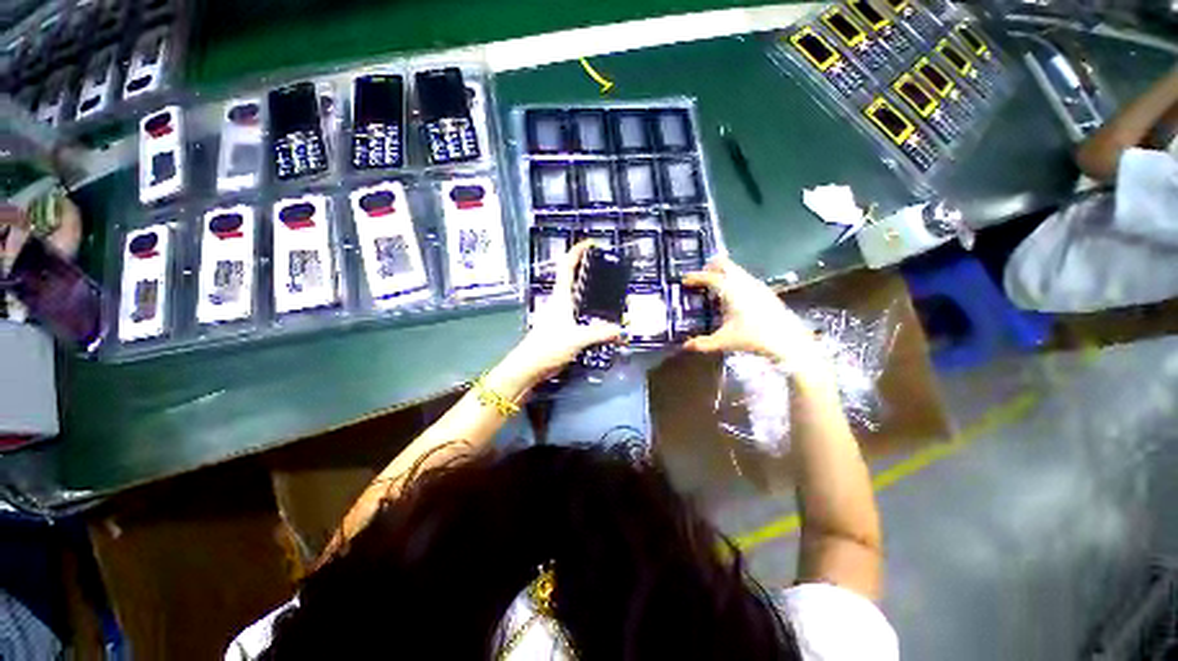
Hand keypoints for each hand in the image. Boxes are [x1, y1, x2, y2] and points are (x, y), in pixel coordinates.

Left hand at [499, 241, 622, 388]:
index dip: (578, 251)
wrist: (529, 366)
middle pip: (574, 278)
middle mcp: (561, 301)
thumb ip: (600, 333)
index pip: (567, 266)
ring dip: (591, 291)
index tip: (592, 243)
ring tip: (611, 292)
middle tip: (609, 269)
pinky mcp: (563, 327)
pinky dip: (592, 310)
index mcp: (561, 296)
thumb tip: (622, 331)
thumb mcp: (577, 338)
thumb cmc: (548, 346)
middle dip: (589, 269)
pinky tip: (603, 317)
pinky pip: (580, 312)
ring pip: (578, 296)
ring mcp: (561, 314)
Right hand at [682, 257, 832, 380]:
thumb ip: (703, 343)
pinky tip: (732, 296)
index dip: (696, 277)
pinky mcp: (765, 290)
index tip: (685, 279)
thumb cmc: (753, 338)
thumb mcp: (724, 342)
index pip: (709, 277)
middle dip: (710, 267)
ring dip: (723, 273)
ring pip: (736, 270)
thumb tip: (685, 346)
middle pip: (724, 264)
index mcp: (731, 290)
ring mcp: (756, 285)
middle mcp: (743, 282)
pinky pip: (744, 277)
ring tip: (713, 286)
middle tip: (699, 278)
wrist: (788, 340)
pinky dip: (733, 279)